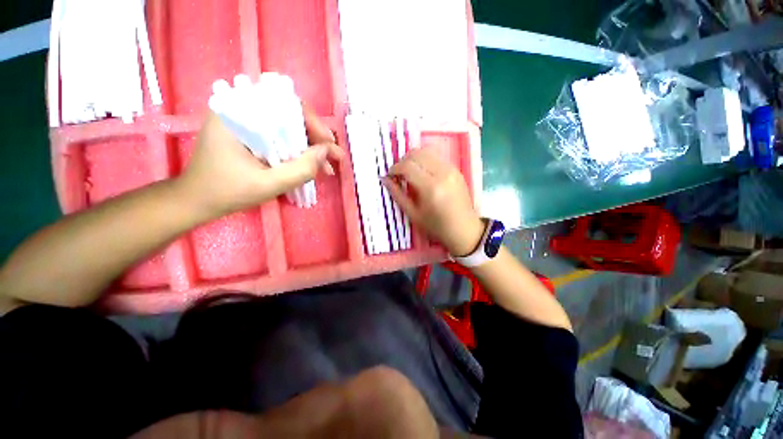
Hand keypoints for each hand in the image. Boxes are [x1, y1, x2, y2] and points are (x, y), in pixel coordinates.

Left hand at [179, 106, 343, 216]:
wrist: (197, 201)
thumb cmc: (226, 192)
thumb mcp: (268, 184)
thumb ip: (300, 169)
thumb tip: (327, 152)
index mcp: (237, 114)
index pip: (285, 104)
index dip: (313, 123)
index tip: (329, 144)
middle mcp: (241, 110)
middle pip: (289, 115)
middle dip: (315, 137)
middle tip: (333, 157)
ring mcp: (246, 122)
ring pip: (288, 127)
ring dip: (309, 146)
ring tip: (326, 167)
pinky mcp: (249, 134)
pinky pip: (280, 137)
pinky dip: (297, 150)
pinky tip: (310, 165)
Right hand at [382, 149, 483, 255]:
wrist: (464, 230)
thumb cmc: (436, 226)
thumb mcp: (413, 214)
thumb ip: (398, 194)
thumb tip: (385, 179)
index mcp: (431, 188)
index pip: (407, 166)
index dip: (394, 168)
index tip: (390, 176)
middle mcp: (442, 173)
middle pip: (417, 154)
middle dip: (403, 161)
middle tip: (398, 174)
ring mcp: (451, 169)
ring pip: (427, 151)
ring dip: (414, 158)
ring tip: (409, 171)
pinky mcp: (456, 169)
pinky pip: (436, 157)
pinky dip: (425, 160)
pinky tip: (422, 172)